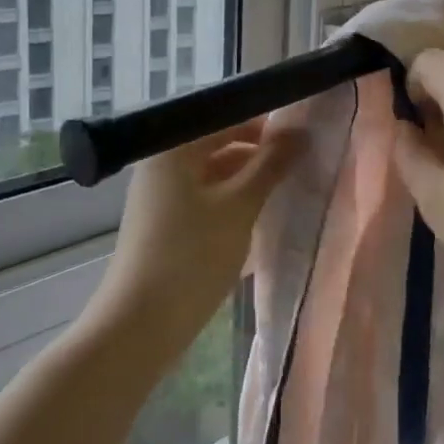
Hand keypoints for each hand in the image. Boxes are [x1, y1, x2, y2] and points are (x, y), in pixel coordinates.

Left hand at [91, 118, 304, 357]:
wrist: (140, 327)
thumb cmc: (191, 257)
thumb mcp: (239, 207)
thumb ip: (270, 165)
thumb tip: (299, 132)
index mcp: (174, 148)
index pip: (226, 116)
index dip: (265, 122)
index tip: (303, 133)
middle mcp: (163, 163)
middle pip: (219, 143)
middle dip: (259, 152)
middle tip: (303, 161)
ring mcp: (162, 195)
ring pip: (215, 173)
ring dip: (250, 178)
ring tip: (290, 187)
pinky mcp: (167, 223)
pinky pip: (207, 198)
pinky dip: (234, 201)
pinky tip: (263, 214)